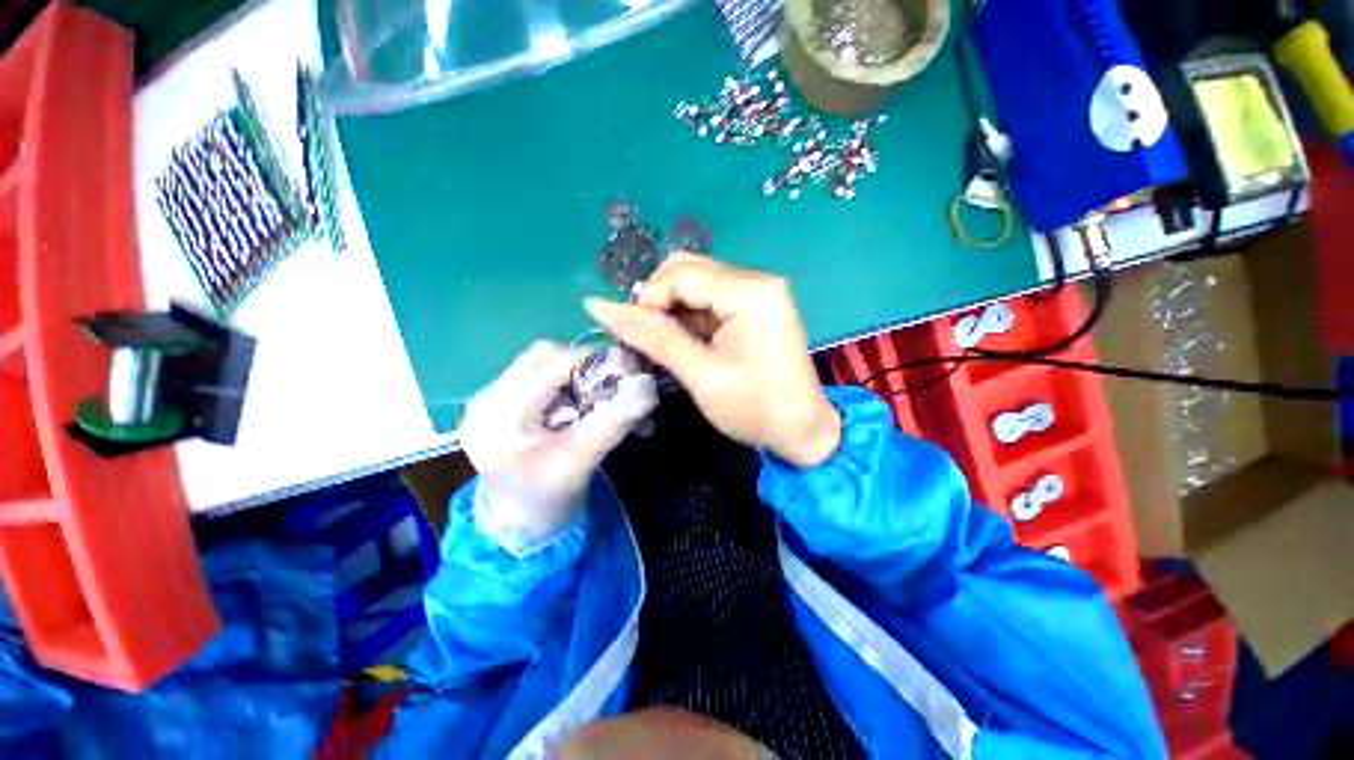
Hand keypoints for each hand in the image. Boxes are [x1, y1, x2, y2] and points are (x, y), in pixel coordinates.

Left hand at [461, 341, 657, 553]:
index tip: (634, 374)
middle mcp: (487, 395)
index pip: (551, 363)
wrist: (520, 524)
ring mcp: (492, 396)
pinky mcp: (503, 400)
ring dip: (580, 374)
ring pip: (546, 361)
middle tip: (617, 389)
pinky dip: (570, 382)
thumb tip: (647, 386)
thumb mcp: (581, 461)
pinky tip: (582, 404)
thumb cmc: (546, 499)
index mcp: (497, 413)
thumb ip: (612, 422)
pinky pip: (542, 375)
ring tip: (599, 400)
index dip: (597, 361)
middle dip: (588, 367)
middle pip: (546, 355)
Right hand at [584, 254, 840, 467]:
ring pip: (696, 283)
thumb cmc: (755, 409)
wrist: (802, 431)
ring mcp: (758, 291)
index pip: (681, 274)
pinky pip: (710, 298)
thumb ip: (653, 337)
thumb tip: (598, 306)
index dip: (648, 300)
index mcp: (751, 291)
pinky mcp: (755, 305)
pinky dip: (689, 317)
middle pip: (688, 270)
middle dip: (659, 301)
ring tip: (666, 344)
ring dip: (672, 310)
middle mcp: (757, 279)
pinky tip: (687, 342)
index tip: (634, 336)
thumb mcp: (700, 375)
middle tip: (649, 339)